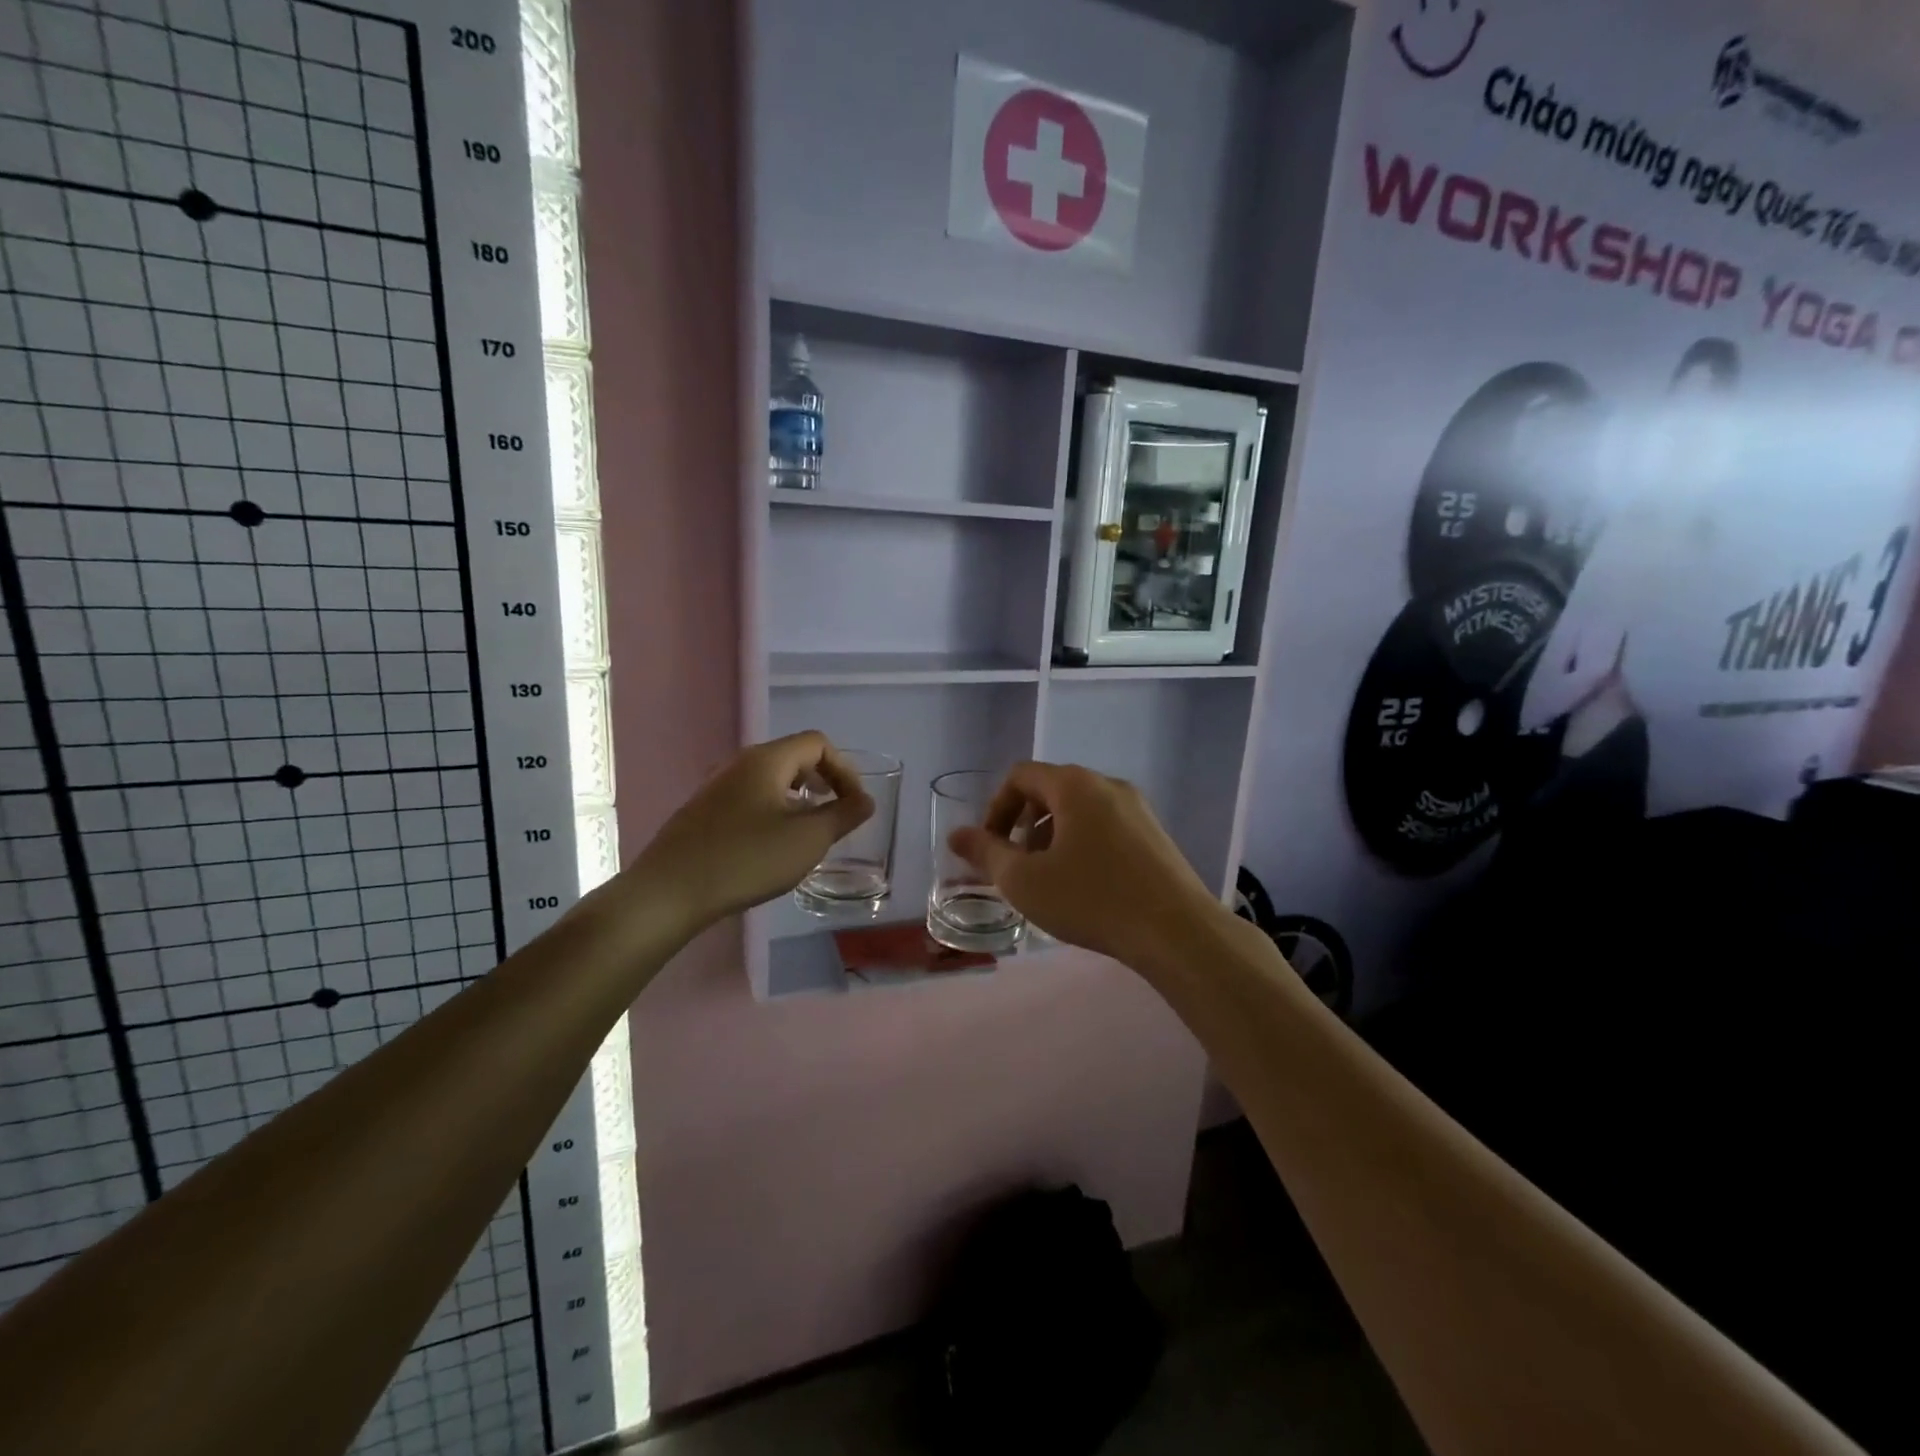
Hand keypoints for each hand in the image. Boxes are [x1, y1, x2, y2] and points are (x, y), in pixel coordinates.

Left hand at [630, 731, 873, 934]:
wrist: (669, 892)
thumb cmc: (746, 859)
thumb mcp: (807, 840)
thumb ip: (843, 816)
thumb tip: (865, 800)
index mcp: (767, 760)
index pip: (818, 743)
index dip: (845, 769)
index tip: (854, 805)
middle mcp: (740, 763)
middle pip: (794, 758)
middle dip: (824, 782)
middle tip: (836, 816)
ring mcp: (717, 787)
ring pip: (771, 780)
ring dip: (799, 799)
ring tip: (808, 833)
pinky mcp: (703, 812)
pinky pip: (750, 799)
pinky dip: (774, 811)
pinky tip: (772, 846)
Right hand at [948, 762, 1224, 968]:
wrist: (1177, 931)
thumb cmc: (1092, 899)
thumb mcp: (1025, 881)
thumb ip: (986, 853)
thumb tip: (956, 835)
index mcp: (1075, 785)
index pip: (1021, 776)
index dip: (996, 808)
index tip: (990, 847)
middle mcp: (1108, 785)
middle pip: (1051, 790)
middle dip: (1024, 824)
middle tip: (1017, 865)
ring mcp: (1138, 808)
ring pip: (1080, 810)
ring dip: (1052, 836)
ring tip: (1049, 879)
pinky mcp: (1156, 834)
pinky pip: (1106, 826)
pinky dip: (1082, 844)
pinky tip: (1086, 886)